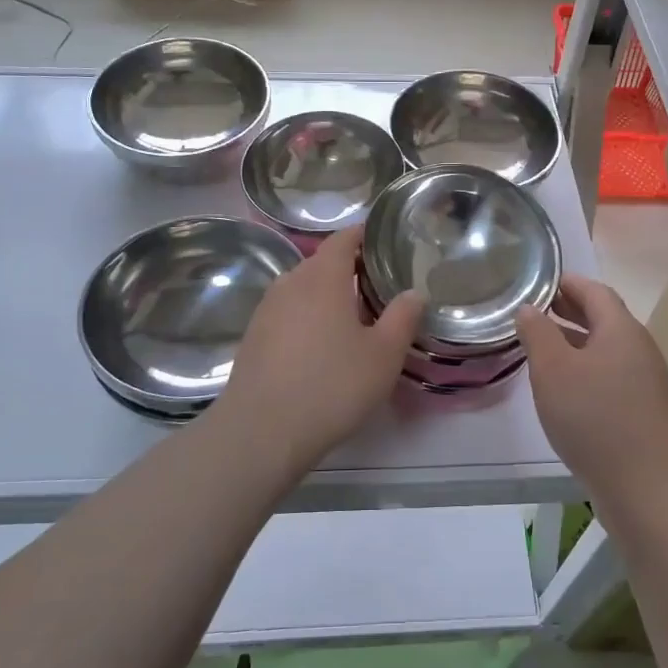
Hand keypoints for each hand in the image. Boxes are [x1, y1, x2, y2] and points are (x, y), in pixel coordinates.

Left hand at [213, 226, 423, 473]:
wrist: (262, 431)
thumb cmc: (332, 385)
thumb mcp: (383, 355)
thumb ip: (402, 318)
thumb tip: (414, 292)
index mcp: (323, 277)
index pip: (342, 239)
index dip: (363, 236)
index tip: (383, 243)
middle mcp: (290, 283)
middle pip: (321, 263)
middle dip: (347, 268)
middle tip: (376, 287)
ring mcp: (266, 310)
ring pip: (301, 289)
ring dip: (325, 295)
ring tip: (350, 318)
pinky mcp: (253, 337)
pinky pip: (287, 313)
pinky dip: (306, 317)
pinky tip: (319, 346)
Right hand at [515, 275, 667, 500]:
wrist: (645, 488)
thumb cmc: (593, 417)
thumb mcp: (553, 369)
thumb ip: (537, 332)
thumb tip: (530, 308)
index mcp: (621, 330)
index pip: (594, 291)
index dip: (567, 283)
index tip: (540, 283)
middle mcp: (640, 348)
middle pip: (604, 318)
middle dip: (570, 311)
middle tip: (536, 312)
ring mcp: (647, 381)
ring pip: (608, 349)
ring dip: (577, 342)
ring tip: (544, 349)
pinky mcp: (645, 411)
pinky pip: (613, 375)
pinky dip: (588, 369)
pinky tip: (567, 389)